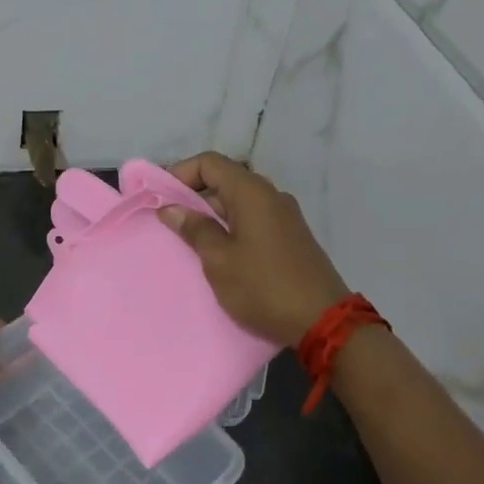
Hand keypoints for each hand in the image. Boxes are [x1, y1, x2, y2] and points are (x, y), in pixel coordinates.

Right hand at [158, 153, 349, 344]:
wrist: (323, 321)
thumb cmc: (264, 287)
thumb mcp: (219, 260)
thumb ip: (195, 229)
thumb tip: (171, 208)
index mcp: (252, 193)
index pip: (210, 162)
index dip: (180, 173)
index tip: (159, 197)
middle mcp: (271, 196)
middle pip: (225, 180)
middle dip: (193, 195)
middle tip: (168, 222)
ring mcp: (285, 216)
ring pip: (239, 202)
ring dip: (211, 214)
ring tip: (188, 240)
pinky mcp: (291, 237)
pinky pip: (253, 219)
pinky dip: (231, 227)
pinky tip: (218, 252)